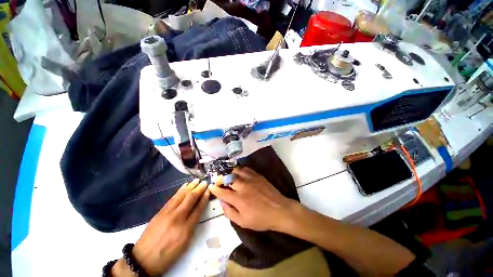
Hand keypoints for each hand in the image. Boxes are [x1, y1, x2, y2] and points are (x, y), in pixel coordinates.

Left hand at [112, 179, 209, 275]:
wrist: (144, 258)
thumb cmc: (168, 254)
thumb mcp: (185, 244)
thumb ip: (192, 226)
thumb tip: (197, 211)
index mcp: (186, 229)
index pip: (198, 209)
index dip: (204, 198)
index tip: (208, 190)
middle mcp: (178, 218)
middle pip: (190, 199)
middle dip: (199, 189)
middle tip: (204, 182)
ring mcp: (168, 213)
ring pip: (181, 196)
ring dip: (190, 187)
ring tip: (196, 180)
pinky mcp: (160, 211)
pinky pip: (172, 198)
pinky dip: (180, 191)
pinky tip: (184, 186)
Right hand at [209, 167, 296, 230]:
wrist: (279, 210)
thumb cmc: (261, 219)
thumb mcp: (243, 222)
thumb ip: (230, 212)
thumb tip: (222, 202)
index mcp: (239, 199)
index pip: (222, 192)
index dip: (215, 189)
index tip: (211, 186)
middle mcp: (243, 186)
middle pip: (228, 178)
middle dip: (221, 179)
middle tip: (220, 181)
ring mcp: (251, 179)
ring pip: (237, 171)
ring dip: (231, 173)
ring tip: (229, 176)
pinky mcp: (258, 176)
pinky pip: (246, 169)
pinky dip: (240, 170)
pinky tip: (240, 173)